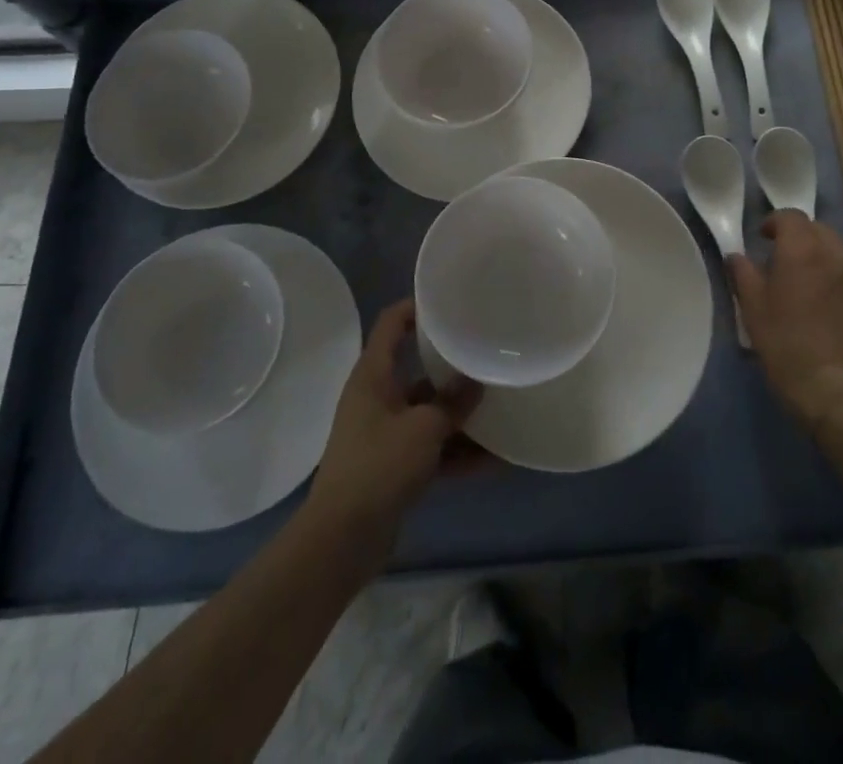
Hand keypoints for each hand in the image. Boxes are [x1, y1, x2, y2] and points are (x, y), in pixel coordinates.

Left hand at [306, 300, 485, 560]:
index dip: (417, 306)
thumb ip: (452, 403)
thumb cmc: (378, 467)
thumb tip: (478, 381)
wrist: (341, 540)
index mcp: (373, 376)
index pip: (392, 323)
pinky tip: (495, 459)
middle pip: (417, 369)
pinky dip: (457, 451)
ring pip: (429, 412)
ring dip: (461, 415)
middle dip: (452, 366)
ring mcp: (385, 433)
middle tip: (487, 354)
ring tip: (501, 408)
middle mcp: (378, 397)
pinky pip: (432, 448)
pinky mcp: (394, 466)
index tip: (451, 301)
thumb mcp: (423, 428)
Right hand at [729, 211, 842, 434]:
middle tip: (785, 264)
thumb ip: (743, 274)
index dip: (774, 222)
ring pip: (842, 257)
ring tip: (812, 292)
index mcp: (804, 250)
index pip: (790, 216)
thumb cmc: (788, 347)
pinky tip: (836, 318)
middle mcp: (840, 255)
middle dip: (802, 240)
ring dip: (825, 264)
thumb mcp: (753, 310)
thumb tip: (737, 256)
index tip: (763, 239)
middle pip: (820, 231)